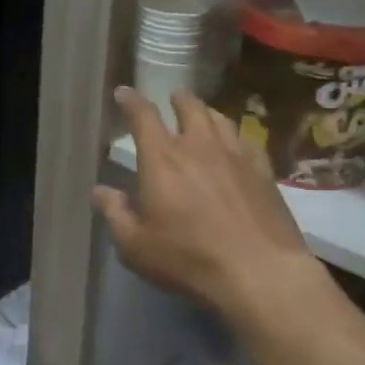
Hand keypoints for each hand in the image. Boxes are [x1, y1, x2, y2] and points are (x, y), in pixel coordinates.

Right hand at [94, 86, 319, 323]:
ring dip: (206, 113)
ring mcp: (236, 155)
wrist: (259, 271)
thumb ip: (116, 214)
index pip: (143, 116)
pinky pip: (247, 140)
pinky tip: (236, 146)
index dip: (131, 101)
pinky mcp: (264, 171)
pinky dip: (235, 136)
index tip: (124, 93)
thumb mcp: (136, 246)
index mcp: (162, 159)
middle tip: (172, 99)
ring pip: (220, 118)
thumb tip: (101, 191)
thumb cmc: (188, 258)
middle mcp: (199, 146)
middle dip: (177, 99)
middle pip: (189, 107)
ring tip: (202, 116)